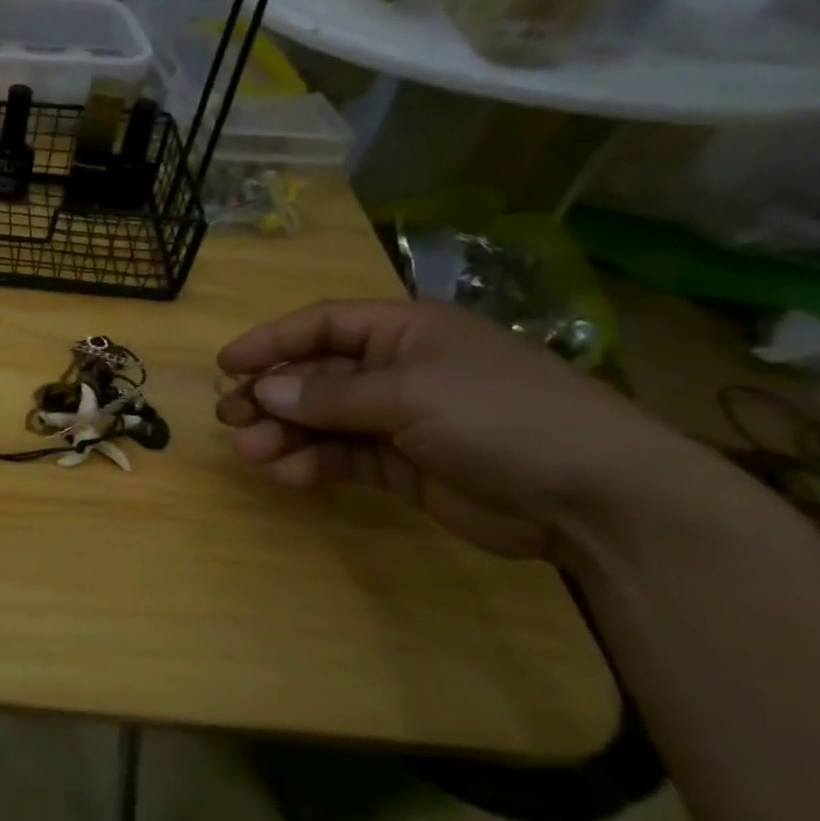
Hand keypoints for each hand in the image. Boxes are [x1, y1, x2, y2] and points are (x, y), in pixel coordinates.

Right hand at [216, 300, 704, 560]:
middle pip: (317, 374)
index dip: (272, 340)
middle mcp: (398, 369)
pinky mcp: (404, 465)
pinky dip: (315, 463)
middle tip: (230, 416)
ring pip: (324, 419)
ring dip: (286, 433)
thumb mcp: (409, 394)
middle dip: (272, 394)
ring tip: (251, 451)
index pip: (323, 324)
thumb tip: (264, 390)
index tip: (226, 364)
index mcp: (405, 331)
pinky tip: (290, 474)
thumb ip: (330, 394)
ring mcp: (402, 419)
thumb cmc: (499, 416)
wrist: (593, 496)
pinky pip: (345, 457)